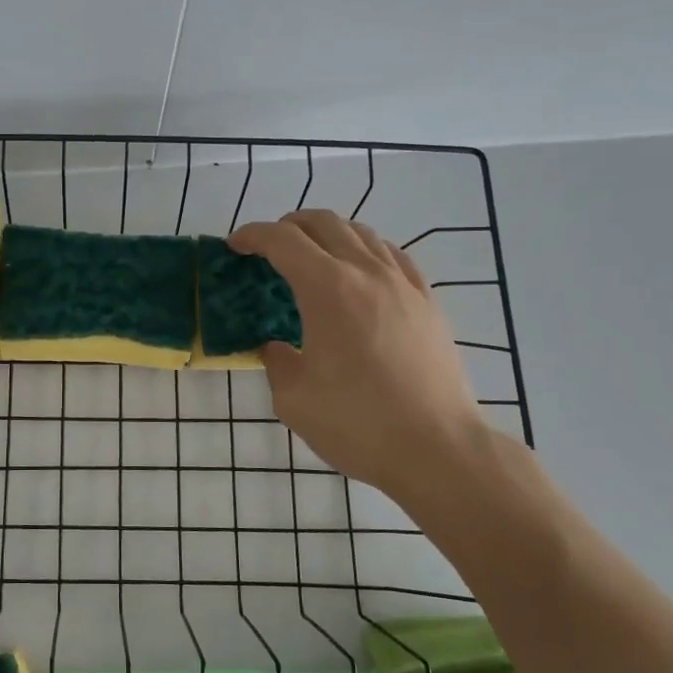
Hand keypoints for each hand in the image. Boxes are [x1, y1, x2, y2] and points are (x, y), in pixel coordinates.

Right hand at [229, 211, 494, 507]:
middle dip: (288, 226)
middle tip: (269, 247)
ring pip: (362, 233)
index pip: (282, 240)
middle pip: (324, 223)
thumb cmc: (358, 423)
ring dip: (328, 234)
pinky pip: (393, 255)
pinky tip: (361, 272)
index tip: (235, 245)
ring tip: (312, 256)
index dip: (252, 235)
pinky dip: (366, 250)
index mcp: (327, 289)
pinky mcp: (427, 302)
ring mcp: (403, 284)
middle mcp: (366, 273)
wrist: (438, 449)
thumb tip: (277, 348)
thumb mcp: (293, 398)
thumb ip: (277, 362)